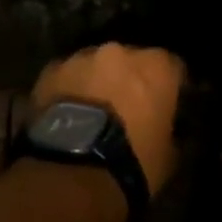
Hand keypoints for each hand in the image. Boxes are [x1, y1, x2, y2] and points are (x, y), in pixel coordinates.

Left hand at [33, 44, 184, 194]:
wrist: (74, 169)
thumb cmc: (132, 162)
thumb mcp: (169, 155)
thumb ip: (170, 130)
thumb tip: (164, 128)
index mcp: (156, 67)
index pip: (172, 67)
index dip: (169, 86)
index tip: (166, 104)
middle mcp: (119, 52)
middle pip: (129, 61)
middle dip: (128, 80)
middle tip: (125, 108)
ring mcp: (80, 58)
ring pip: (94, 66)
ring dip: (96, 82)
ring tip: (91, 111)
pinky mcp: (49, 70)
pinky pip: (65, 76)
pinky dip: (68, 89)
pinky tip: (67, 113)